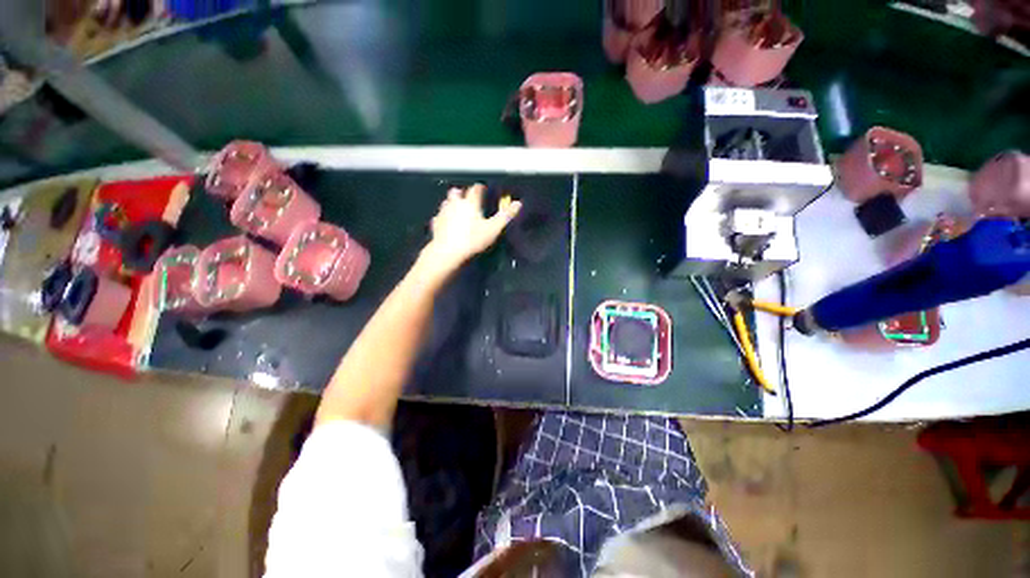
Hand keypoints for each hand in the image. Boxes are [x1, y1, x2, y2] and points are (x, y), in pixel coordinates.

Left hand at [421, 184, 521, 275]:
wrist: (448, 253)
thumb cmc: (473, 240)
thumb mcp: (493, 229)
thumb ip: (505, 215)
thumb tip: (518, 203)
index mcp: (470, 203)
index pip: (476, 189)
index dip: (481, 188)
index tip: (484, 190)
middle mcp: (455, 204)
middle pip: (457, 192)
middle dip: (462, 193)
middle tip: (468, 199)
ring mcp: (443, 213)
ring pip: (446, 202)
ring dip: (452, 203)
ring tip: (458, 209)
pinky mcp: (436, 224)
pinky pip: (439, 217)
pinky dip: (443, 217)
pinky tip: (446, 223)